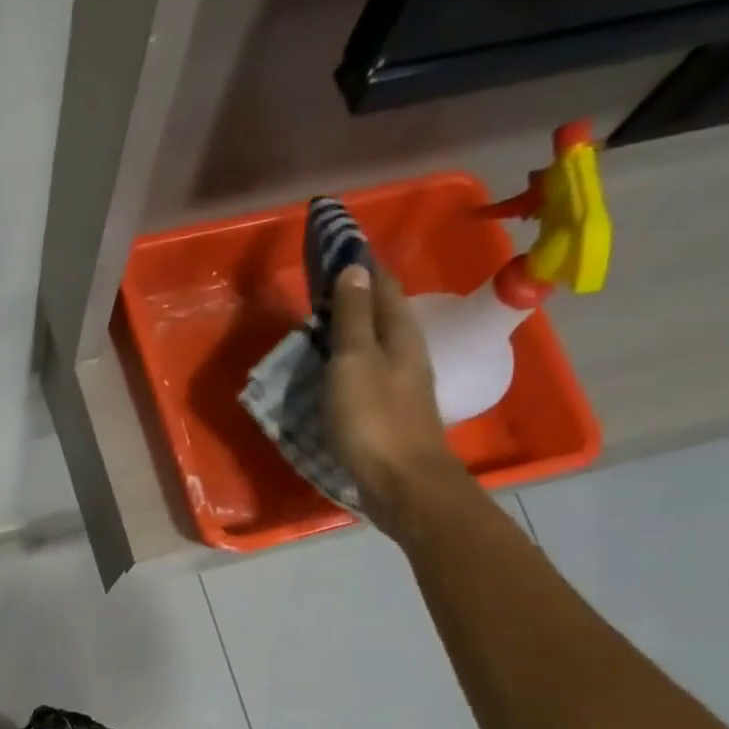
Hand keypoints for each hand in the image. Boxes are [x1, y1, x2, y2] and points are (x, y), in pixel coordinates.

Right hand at [324, 263, 465, 534]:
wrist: (402, 482)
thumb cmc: (373, 418)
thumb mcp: (355, 361)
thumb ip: (354, 317)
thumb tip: (356, 267)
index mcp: (400, 334)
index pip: (382, 285)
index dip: (361, 264)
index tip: (337, 246)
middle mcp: (407, 352)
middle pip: (382, 313)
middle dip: (355, 295)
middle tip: (321, 286)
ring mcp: (402, 384)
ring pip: (376, 343)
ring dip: (352, 330)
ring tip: (321, 325)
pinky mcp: (391, 411)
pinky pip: (368, 372)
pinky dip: (350, 362)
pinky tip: (334, 370)